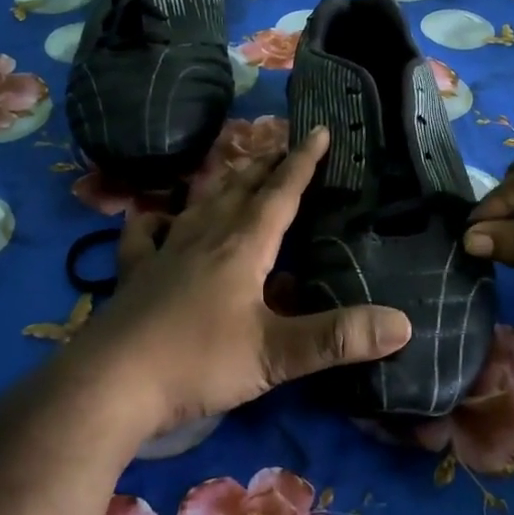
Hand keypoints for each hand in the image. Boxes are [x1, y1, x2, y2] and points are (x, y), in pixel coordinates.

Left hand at [78, 126, 411, 437]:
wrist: (111, 383)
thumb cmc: (198, 361)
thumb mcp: (276, 354)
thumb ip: (337, 338)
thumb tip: (402, 324)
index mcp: (243, 246)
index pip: (281, 193)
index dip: (303, 162)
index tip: (319, 130)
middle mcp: (205, 236)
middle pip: (241, 189)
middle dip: (265, 165)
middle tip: (282, 144)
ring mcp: (165, 252)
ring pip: (200, 203)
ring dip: (223, 183)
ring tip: (235, 168)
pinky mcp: (135, 273)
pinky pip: (144, 234)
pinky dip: (152, 220)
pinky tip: (151, 217)